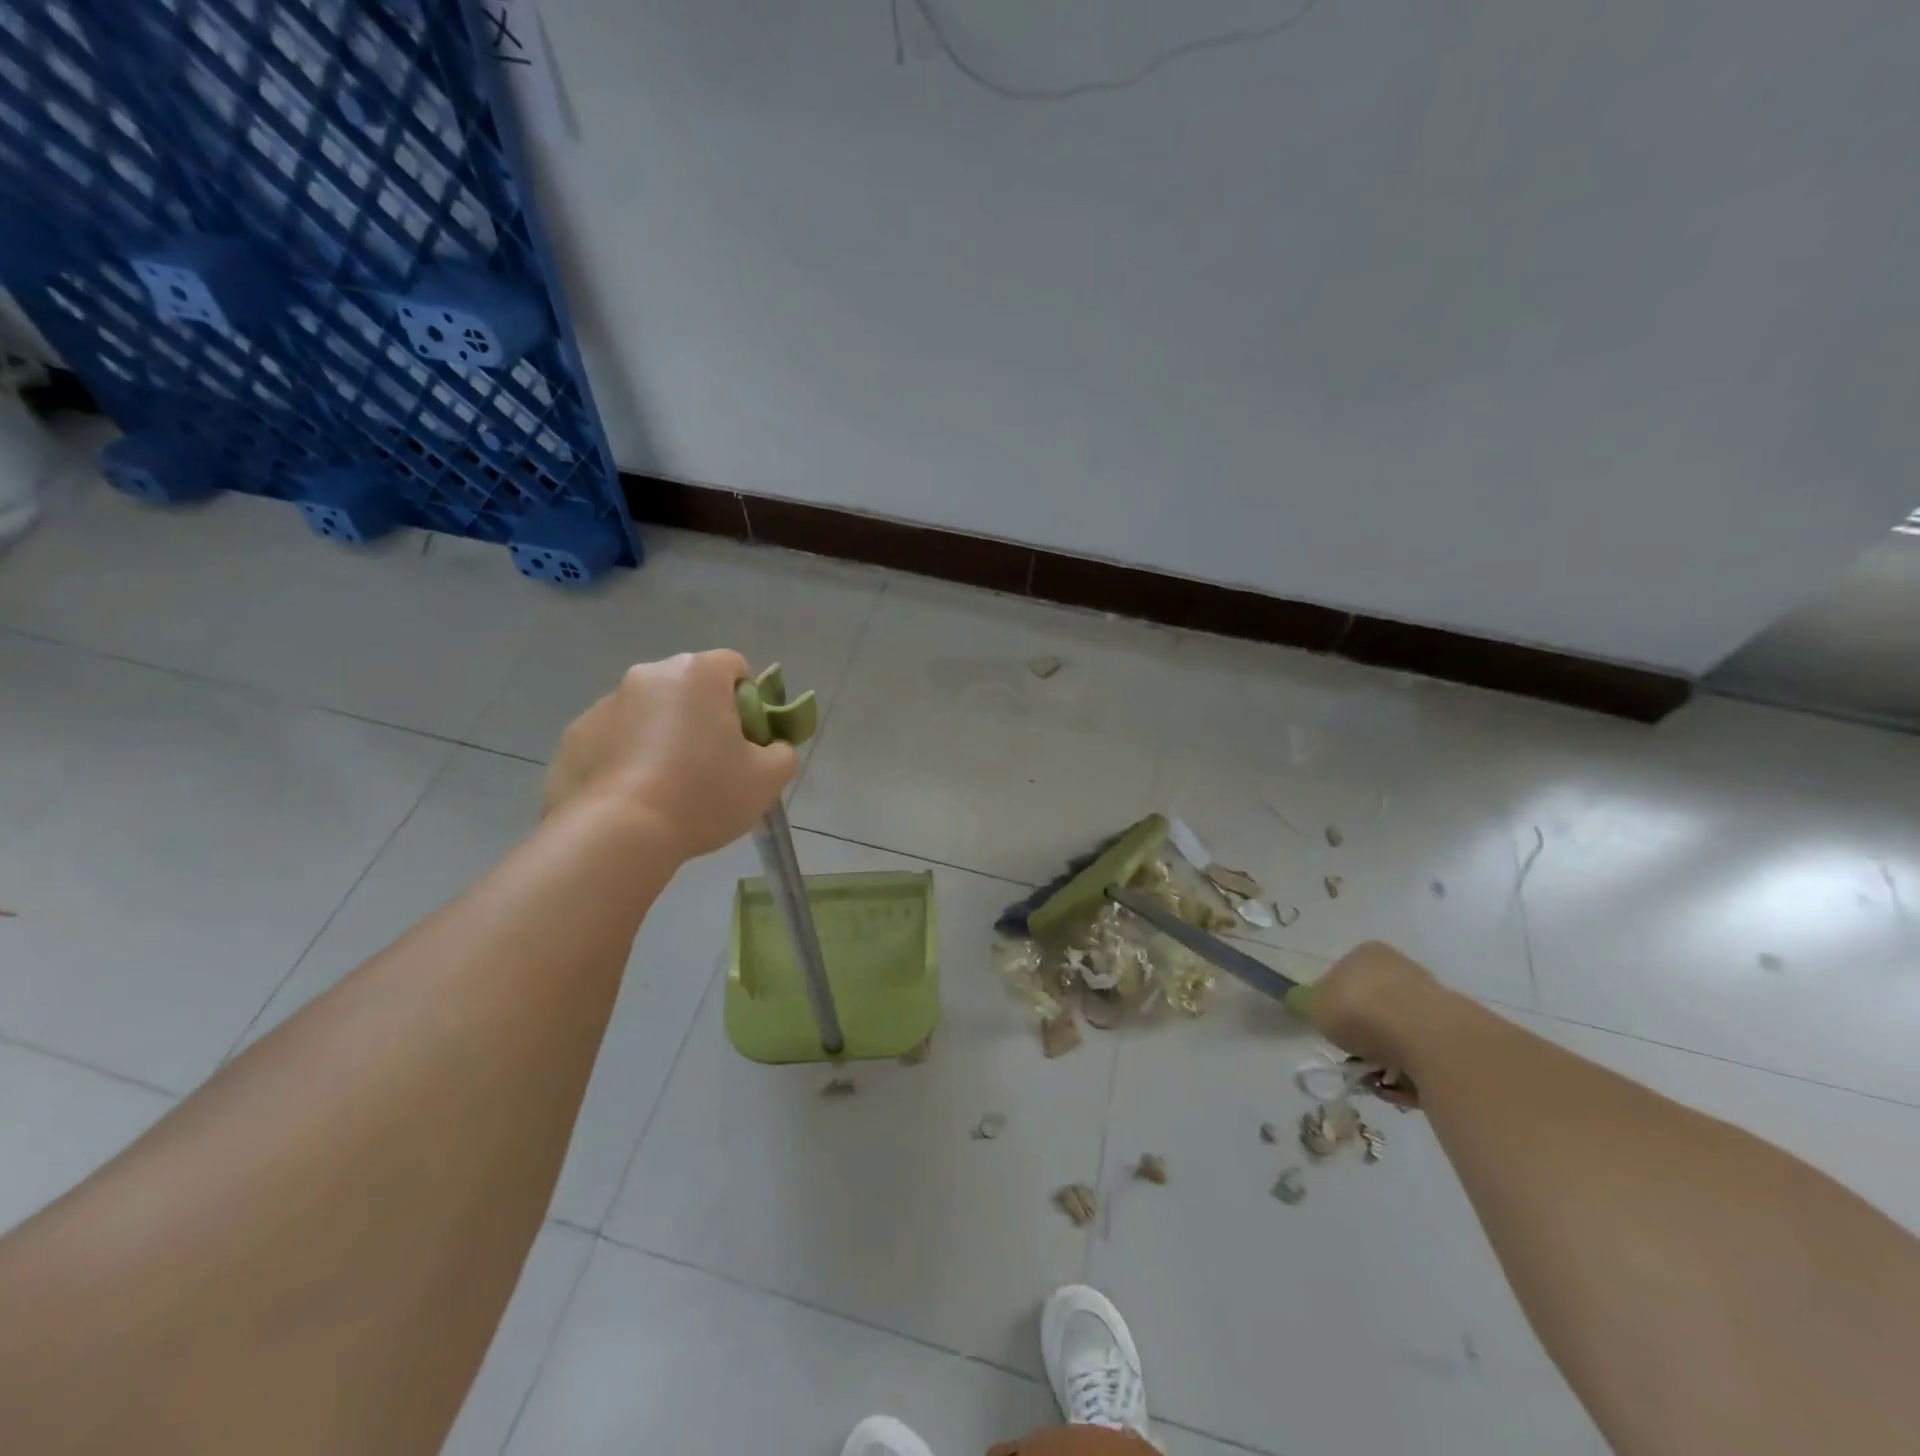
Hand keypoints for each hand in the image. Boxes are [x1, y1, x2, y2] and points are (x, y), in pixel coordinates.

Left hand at [542, 650, 797, 859]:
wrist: (617, 834)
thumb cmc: (703, 795)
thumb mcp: (769, 779)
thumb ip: (781, 751)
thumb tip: (769, 746)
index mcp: (698, 674)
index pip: (735, 666)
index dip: (749, 701)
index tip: (747, 740)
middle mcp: (649, 675)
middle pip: (689, 687)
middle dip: (703, 716)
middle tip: (713, 765)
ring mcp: (605, 704)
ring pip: (649, 713)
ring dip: (663, 736)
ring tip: (669, 788)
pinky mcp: (573, 736)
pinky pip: (614, 739)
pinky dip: (627, 758)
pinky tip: (634, 798)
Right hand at [1307, 940, 1443, 1091]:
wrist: (1425, 1036)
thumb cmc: (1359, 1010)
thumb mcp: (1316, 1006)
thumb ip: (1317, 1007)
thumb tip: (1323, 1011)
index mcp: (1366, 953)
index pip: (1344, 975)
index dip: (1335, 1004)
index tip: (1333, 1028)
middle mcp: (1399, 966)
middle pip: (1374, 1003)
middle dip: (1365, 1032)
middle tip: (1354, 1056)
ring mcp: (1431, 996)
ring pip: (1399, 1030)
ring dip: (1387, 1054)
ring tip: (1379, 1077)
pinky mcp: (1455, 1029)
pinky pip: (1423, 1052)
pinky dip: (1412, 1068)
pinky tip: (1403, 1084)